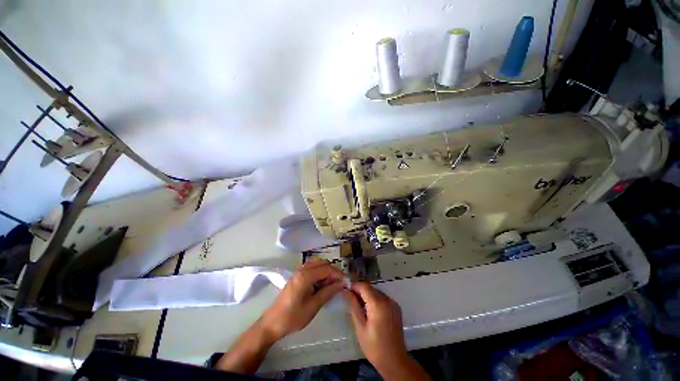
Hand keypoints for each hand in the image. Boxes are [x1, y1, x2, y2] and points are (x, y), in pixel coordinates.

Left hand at [217, 261, 344, 373]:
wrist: (272, 323)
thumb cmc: (293, 317)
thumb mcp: (313, 306)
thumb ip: (328, 292)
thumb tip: (341, 283)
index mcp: (305, 276)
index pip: (327, 269)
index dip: (338, 274)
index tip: (345, 282)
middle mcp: (302, 269)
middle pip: (322, 263)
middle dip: (333, 271)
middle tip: (340, 283)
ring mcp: (298, 271)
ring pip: (317, 264)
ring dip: (326, 270)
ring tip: (332, 283)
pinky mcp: (296, 275)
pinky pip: (311, 267)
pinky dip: (319, 271)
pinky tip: (322, 282)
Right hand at [343, 282, 429, 380]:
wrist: (394, 361)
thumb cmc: (374, 346)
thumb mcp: (360, 326)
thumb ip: (353, 305)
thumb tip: (345, 291)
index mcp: (378, 303)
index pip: (364, 286)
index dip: (354, 285)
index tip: (345, 288)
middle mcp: (387, 299)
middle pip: (370, 288)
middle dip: (359, 290)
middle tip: (349, 297)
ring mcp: (393, 303)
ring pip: (376, 292)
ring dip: (366, 294)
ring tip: (357, 304)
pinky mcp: (396, 308)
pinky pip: (382, 298)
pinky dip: (374, 299)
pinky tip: (369, 309)